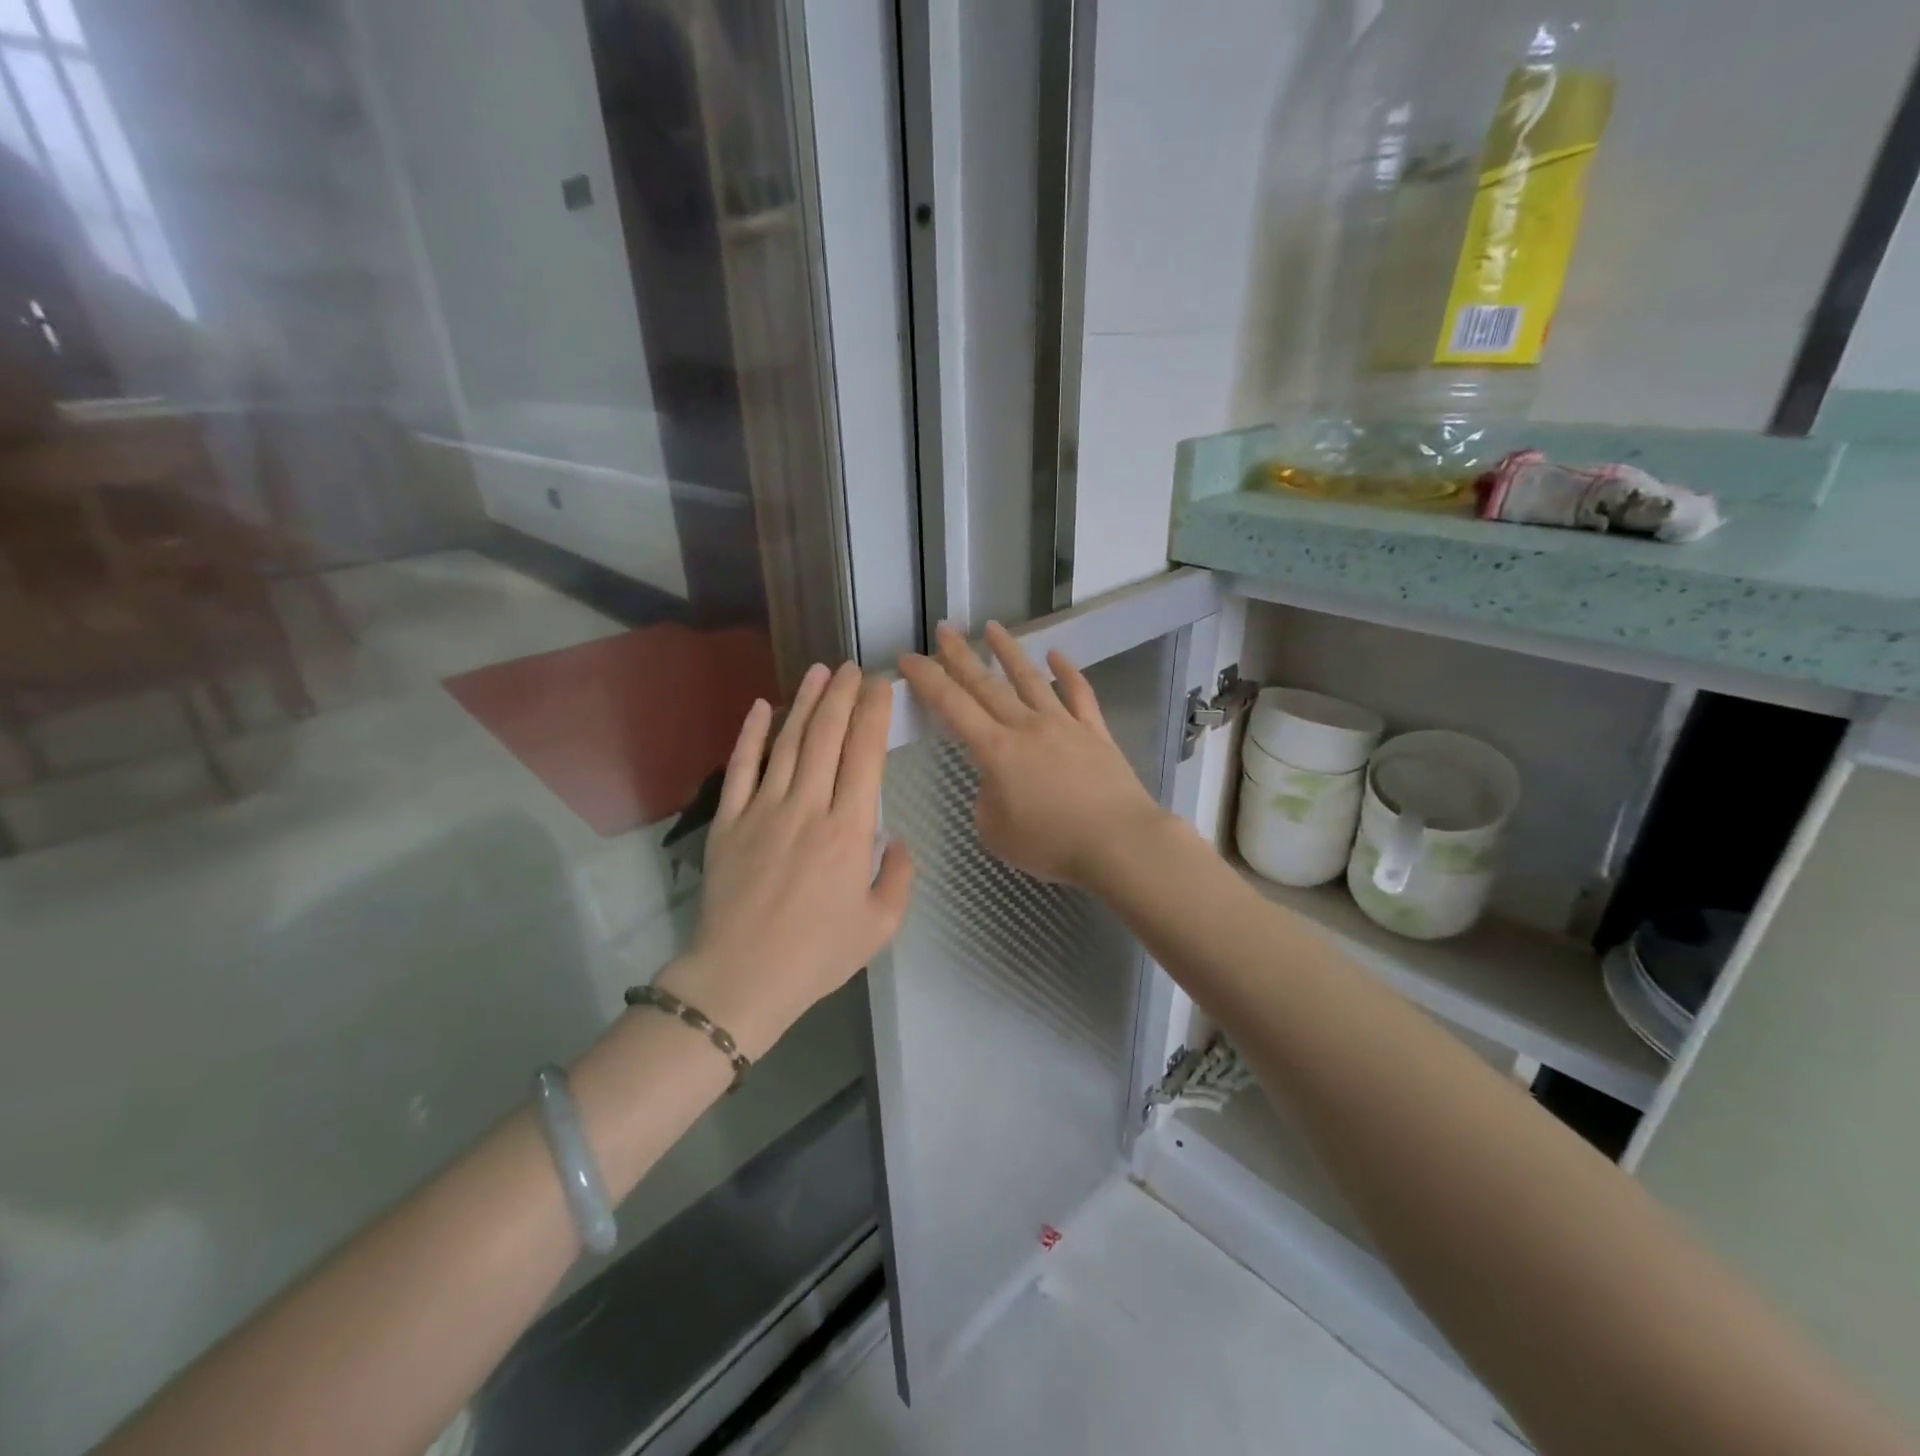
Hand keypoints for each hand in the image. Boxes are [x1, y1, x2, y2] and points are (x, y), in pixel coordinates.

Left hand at [659, 663, 913, 1058]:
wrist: (741, 979)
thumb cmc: (817, 955)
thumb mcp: (880, 926)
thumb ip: (899, 878)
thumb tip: (897, 842)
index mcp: (849, 830)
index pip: (865, 755)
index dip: (873, 713)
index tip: (880, 685)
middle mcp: (807, 807)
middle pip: (827, 737)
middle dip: (842, 696)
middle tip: (852, 667)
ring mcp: (763, 810)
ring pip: (788, 743)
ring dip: (805, 703)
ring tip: (819, 672)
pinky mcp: (728, 821)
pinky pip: (740, 768)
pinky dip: (750, 735)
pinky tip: (760, 707)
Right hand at [898, 622, 1172, 886]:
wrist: (1119, 842)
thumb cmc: (1051, 843)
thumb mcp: (996, 832)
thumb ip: (986, 799)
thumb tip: (996, 780)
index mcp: (996, 750)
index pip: (952, 705)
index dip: (927, 679)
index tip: (908, 658)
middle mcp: (1027, 726)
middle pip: (987, 684)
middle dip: (961, 655)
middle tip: (944, 630)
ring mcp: (1064, 724)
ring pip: (1030, 678)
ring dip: (1008, 651)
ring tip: (993, 627)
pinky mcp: (1094, 732)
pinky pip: (1079, 693)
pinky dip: (1067, 672)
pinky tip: (1056, 656)